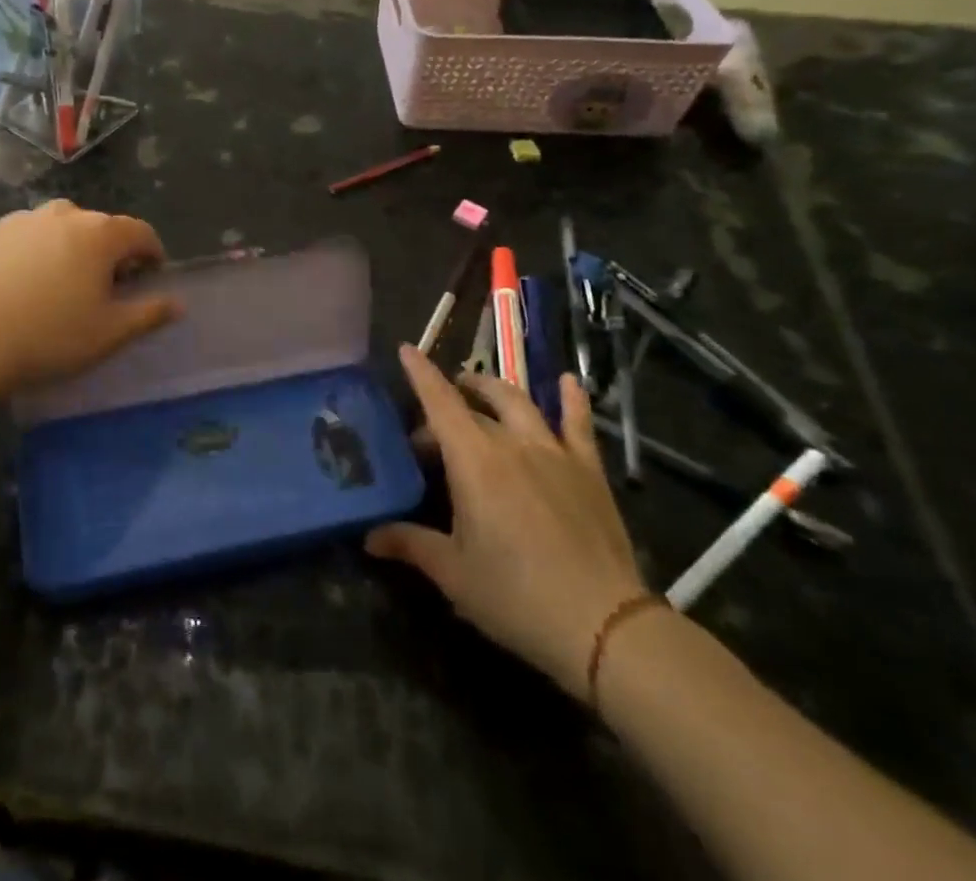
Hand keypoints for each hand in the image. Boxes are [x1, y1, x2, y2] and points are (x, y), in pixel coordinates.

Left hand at [0, 201, 180, 388]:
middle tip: (101, 288)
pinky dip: (29, 253)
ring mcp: (19, 220)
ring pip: (56, 228)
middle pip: (98, 227)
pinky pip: (20, 238)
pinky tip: (16, 286)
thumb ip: (149, 313)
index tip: (149, 276)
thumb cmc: (48, 337)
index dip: (151, 253)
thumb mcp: (109, 334)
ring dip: (66, 248)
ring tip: (56, 286)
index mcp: (99, 234)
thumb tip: (178, 302)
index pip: (140, 232)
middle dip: (107, 251)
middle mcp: (61, 214)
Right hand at [367, 347, 648, 698]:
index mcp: (473, 460)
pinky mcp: (588, 469)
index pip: (440, 402)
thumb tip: (370, 537)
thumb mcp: (453, 573)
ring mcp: (553, 451)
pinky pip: (578, 424)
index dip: (421, 374)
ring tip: (478, 389)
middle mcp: (511, 442)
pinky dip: (571, 399)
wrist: (605, 626)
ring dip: (493, 389)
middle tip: (433, 429)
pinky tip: (568, 381)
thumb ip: (410, 544)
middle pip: (472, 406)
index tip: (405, 349)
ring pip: (518, 402)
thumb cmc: (516, 597)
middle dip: (447, 405)